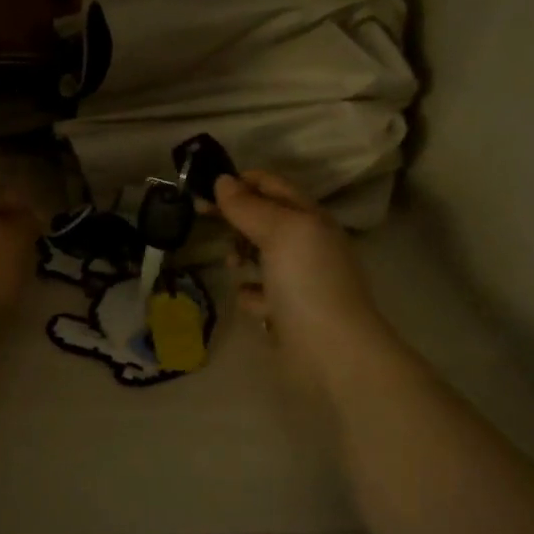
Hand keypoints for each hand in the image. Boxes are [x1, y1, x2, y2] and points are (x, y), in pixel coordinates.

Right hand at [211, 171, 386, 381]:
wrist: (331, 352)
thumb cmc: (307, 282)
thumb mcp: (279, 232)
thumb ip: (249, 206)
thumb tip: (222, 181)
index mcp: (310, 219)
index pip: (272, 186)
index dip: (240, 181)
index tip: (205, 187)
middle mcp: (306, 245)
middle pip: (262, 219)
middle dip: (236, 218)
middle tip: (202, 217)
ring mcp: (297, 280)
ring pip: (258, 256)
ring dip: (240, 257)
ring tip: (234, 265)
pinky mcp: (285, 311)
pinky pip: (258, 293)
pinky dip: (251, 295)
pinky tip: (253, 303)